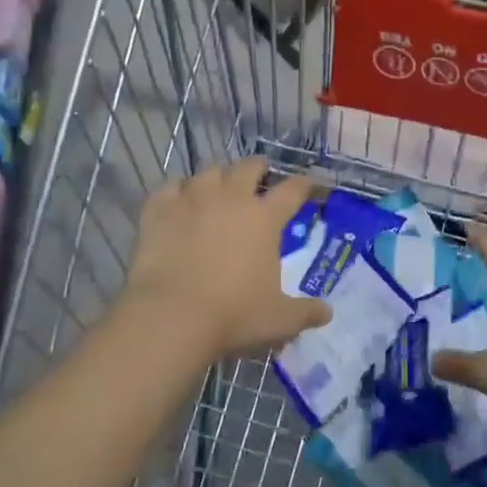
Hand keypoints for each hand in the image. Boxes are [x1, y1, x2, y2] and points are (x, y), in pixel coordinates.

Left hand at [124, 159, 331, 361]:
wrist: (171, 317)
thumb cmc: (233, 315)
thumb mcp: (279, 320)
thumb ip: (305, 312)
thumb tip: (327, 313)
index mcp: (264, 218)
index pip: (292, 190)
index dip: (305, 184)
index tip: (310, 185)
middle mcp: (230, 199)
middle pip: (248, 167)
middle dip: (258, 167)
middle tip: (260, 173)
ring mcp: (192, 200)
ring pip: (208, 172)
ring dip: (217, 177)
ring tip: (217, 186)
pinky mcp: (159, 210)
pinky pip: (169, 188)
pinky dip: (176, 191)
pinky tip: (177, 200)